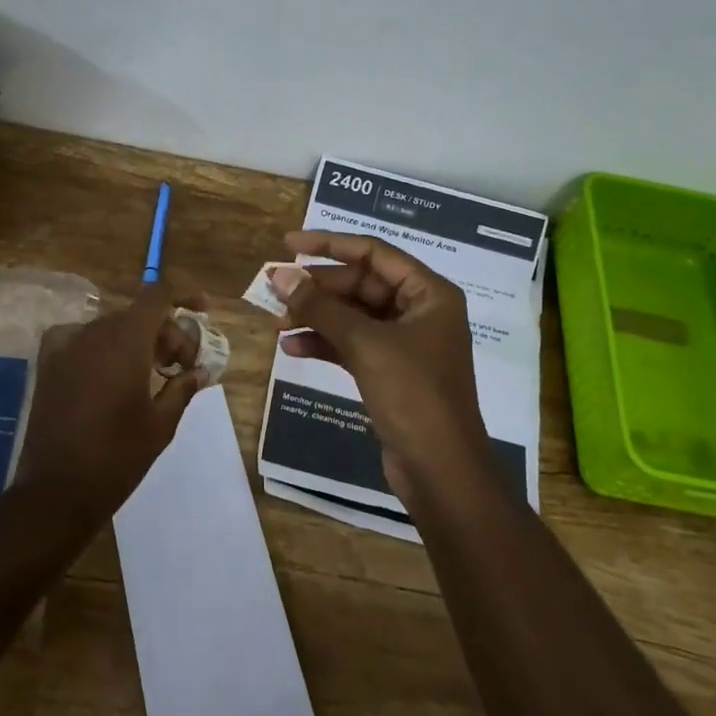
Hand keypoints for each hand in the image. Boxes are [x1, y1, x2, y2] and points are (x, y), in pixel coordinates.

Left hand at [17, 279, 210, 524]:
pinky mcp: (48, 363)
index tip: (203, 310)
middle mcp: (94, 332)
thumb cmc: (117, 457)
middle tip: (182, 366)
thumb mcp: (161, 423)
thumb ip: (183, 387)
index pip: (159, 296)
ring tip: (153, 374)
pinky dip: (103, 346)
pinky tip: (111, 372)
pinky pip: (82, 339)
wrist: (56, 491)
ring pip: (113, 327)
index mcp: (126, 340)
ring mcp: (66, 346)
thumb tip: (201, 371)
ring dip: (138, 341)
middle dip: (166, 334)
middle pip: (139, 315)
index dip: (184, 295)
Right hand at [270, 231, 489, 500]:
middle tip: (275, 289)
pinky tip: (292, 348)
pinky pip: (352, 344)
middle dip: (318, 288)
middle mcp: (419, 311)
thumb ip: (320, 307)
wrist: (441, 471)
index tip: (288, 244)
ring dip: (316, 316)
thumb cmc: (413, 394)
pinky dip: (324, 343)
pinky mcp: (390, 371)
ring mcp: (405, 343)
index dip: (329, 244)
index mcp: (428, 292)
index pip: (373, 253)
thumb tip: (280, 275)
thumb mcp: (365, 344)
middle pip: (360, 284)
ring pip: (353, 316)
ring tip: (276, 322)